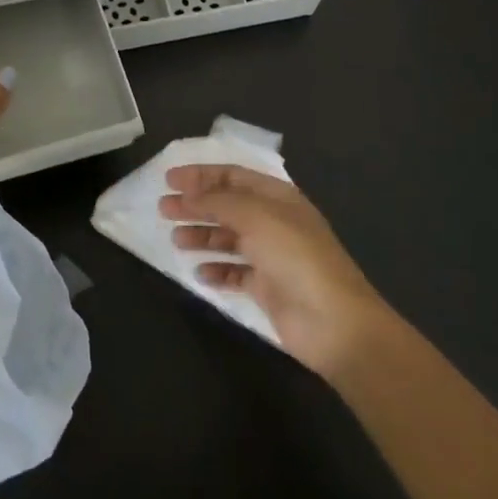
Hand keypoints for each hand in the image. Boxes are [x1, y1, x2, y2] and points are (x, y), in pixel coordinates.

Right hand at [160, 164, 395, 379]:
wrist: (335, 323)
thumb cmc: (296, 258)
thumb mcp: (256, 217)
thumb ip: (219, 201)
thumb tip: (189, 193)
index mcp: (277, 197)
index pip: (233, 176)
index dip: (200, 175)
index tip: (169, 180)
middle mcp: (274, 222)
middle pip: (227, 206)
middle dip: (195, 204)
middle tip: (163, 209)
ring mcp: (271, 256)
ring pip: (228, 238)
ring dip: (202, 235)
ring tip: (176, 240)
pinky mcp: (267, 287)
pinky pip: (234, 272)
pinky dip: (216, 270)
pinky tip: (199, 273)